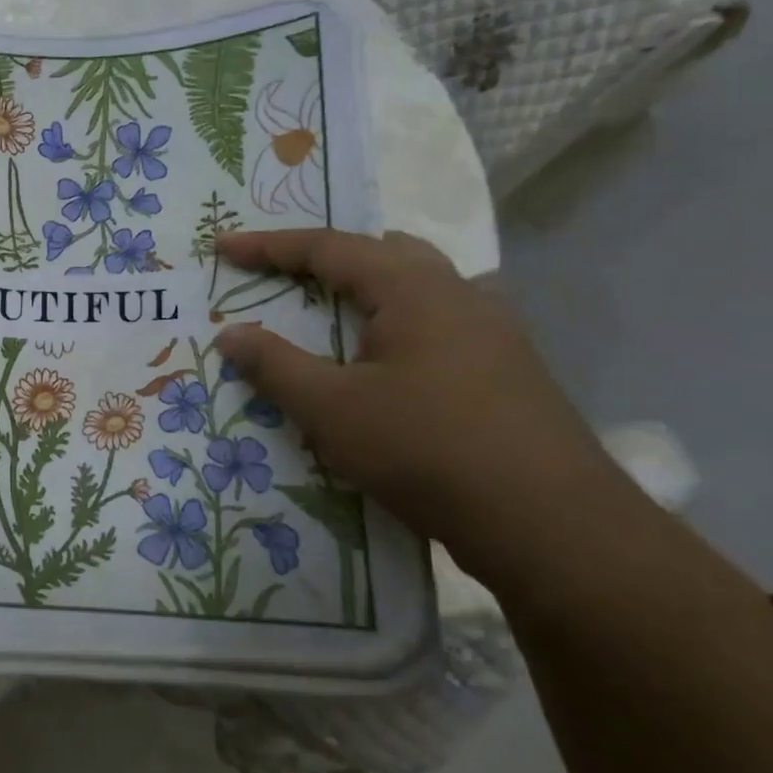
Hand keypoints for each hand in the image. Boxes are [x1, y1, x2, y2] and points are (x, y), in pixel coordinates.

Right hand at [213, 229, 624, 564]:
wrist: (549, 525)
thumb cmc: (425, 449)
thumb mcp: (331, 408)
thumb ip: (274, 365)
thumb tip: (229, 333)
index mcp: (414, 289)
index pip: (328, 248)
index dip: (268, 247)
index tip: (223, 248)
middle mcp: (459, 294)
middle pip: (382, 253)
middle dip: (326, 258)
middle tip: (282, 277)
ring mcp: (492, 331)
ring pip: (417, 288)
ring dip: (366, 290)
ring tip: (330, 316)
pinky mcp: (507, 370)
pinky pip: (437, 324)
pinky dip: (396, 324)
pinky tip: (389, 361)